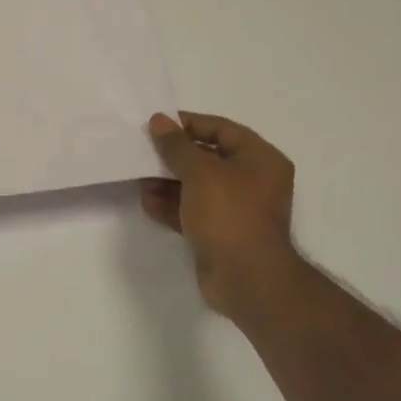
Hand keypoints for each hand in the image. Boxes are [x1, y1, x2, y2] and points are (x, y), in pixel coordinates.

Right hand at [142, 112, 307, 324]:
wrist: (247, 279)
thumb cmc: (230, 214)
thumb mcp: (200, 172)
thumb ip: (176, 145)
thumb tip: (159, 121)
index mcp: (260, 159)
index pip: (222, 129)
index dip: (190, 124)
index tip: (158, 124)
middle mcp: (253, 181)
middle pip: (209, 158)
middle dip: (175, 155)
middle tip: (144, 150)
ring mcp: (237, 210)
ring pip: (198, 186)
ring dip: (168, 181)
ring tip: (140, 178)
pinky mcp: (221, 234)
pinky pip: (193, 211)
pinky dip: (172, 205)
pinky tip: (147, 202)